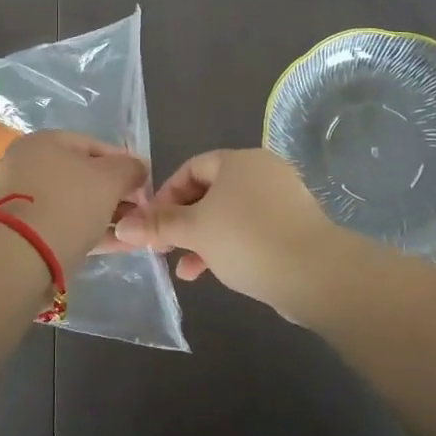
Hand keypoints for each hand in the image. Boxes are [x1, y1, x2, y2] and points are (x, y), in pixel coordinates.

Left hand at [0, 131, 149, 263]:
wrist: (23, 255)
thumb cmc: (69, 203)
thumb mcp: (110, 179)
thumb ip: (130, 169)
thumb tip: (139, 168)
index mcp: (43, 142)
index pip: (94, 145)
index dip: (124, 163)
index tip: (145, 183)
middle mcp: (28, 166)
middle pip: (83, 176)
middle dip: (116, 193)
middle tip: (140, 210)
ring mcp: (23, 200)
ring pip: (75, 204)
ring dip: (106, 215)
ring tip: (134, 230)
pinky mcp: (24, 232)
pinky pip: (65, 225)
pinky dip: (91, 232)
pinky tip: (119, 244)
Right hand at [112, 148, 346, 317]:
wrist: (315, 273)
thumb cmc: (247, 239)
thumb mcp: (194, 231)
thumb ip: (158, 225)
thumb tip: (120, 226)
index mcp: (238, 161)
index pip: (191, 168)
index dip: (166, 195)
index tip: (151, 224)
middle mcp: (262, 171)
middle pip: (210, 192)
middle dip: (183, 222)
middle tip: (165, 248)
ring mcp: (282, 198)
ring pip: (229, 214)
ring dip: (203, 240)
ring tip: (186, 270)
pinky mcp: (294, 226)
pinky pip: (252, 230)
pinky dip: (230, 246)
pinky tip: (217, 272)